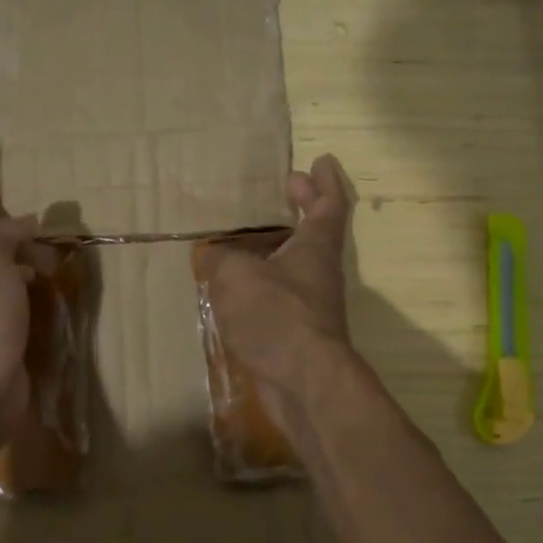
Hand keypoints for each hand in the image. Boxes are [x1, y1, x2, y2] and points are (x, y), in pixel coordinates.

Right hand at [199, 154, 354, 410]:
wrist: (304, 382)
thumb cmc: (276, 315)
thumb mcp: (235, 275)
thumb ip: (220, 258)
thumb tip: (214, 255)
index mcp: (315, 246)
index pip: (329, 203)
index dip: (324, 181)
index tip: (320, 160)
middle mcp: (321, 271)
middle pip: (318, 230)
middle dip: (306, 205)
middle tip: (289, 186)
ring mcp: (314, 303)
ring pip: (300, 262)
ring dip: (283, 244)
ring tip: (252, 235)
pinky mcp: (301, 331)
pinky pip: (284, 292)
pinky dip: (268, 279)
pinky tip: (241, 285)